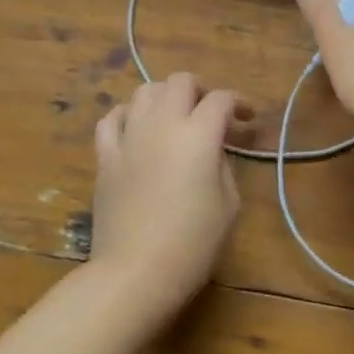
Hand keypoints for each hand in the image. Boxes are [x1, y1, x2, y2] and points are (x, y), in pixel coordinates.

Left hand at [90, 74, 246, 327]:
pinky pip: (112, 119)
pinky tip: (136, 127)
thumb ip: (223, 165)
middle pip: (180, 82)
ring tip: (174, 118)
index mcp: (198, 134)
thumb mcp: (229, 204)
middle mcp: (162, 124)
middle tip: (210, 112)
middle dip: (201, 90)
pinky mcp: (105, 156)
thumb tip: (212, 150)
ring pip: (144, 91)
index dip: (239, 103)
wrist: (136, 271)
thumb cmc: (193, 243)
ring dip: (164, 97)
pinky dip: (128, 115)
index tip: (247, 118)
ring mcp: (129, 137)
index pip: (221, 99)